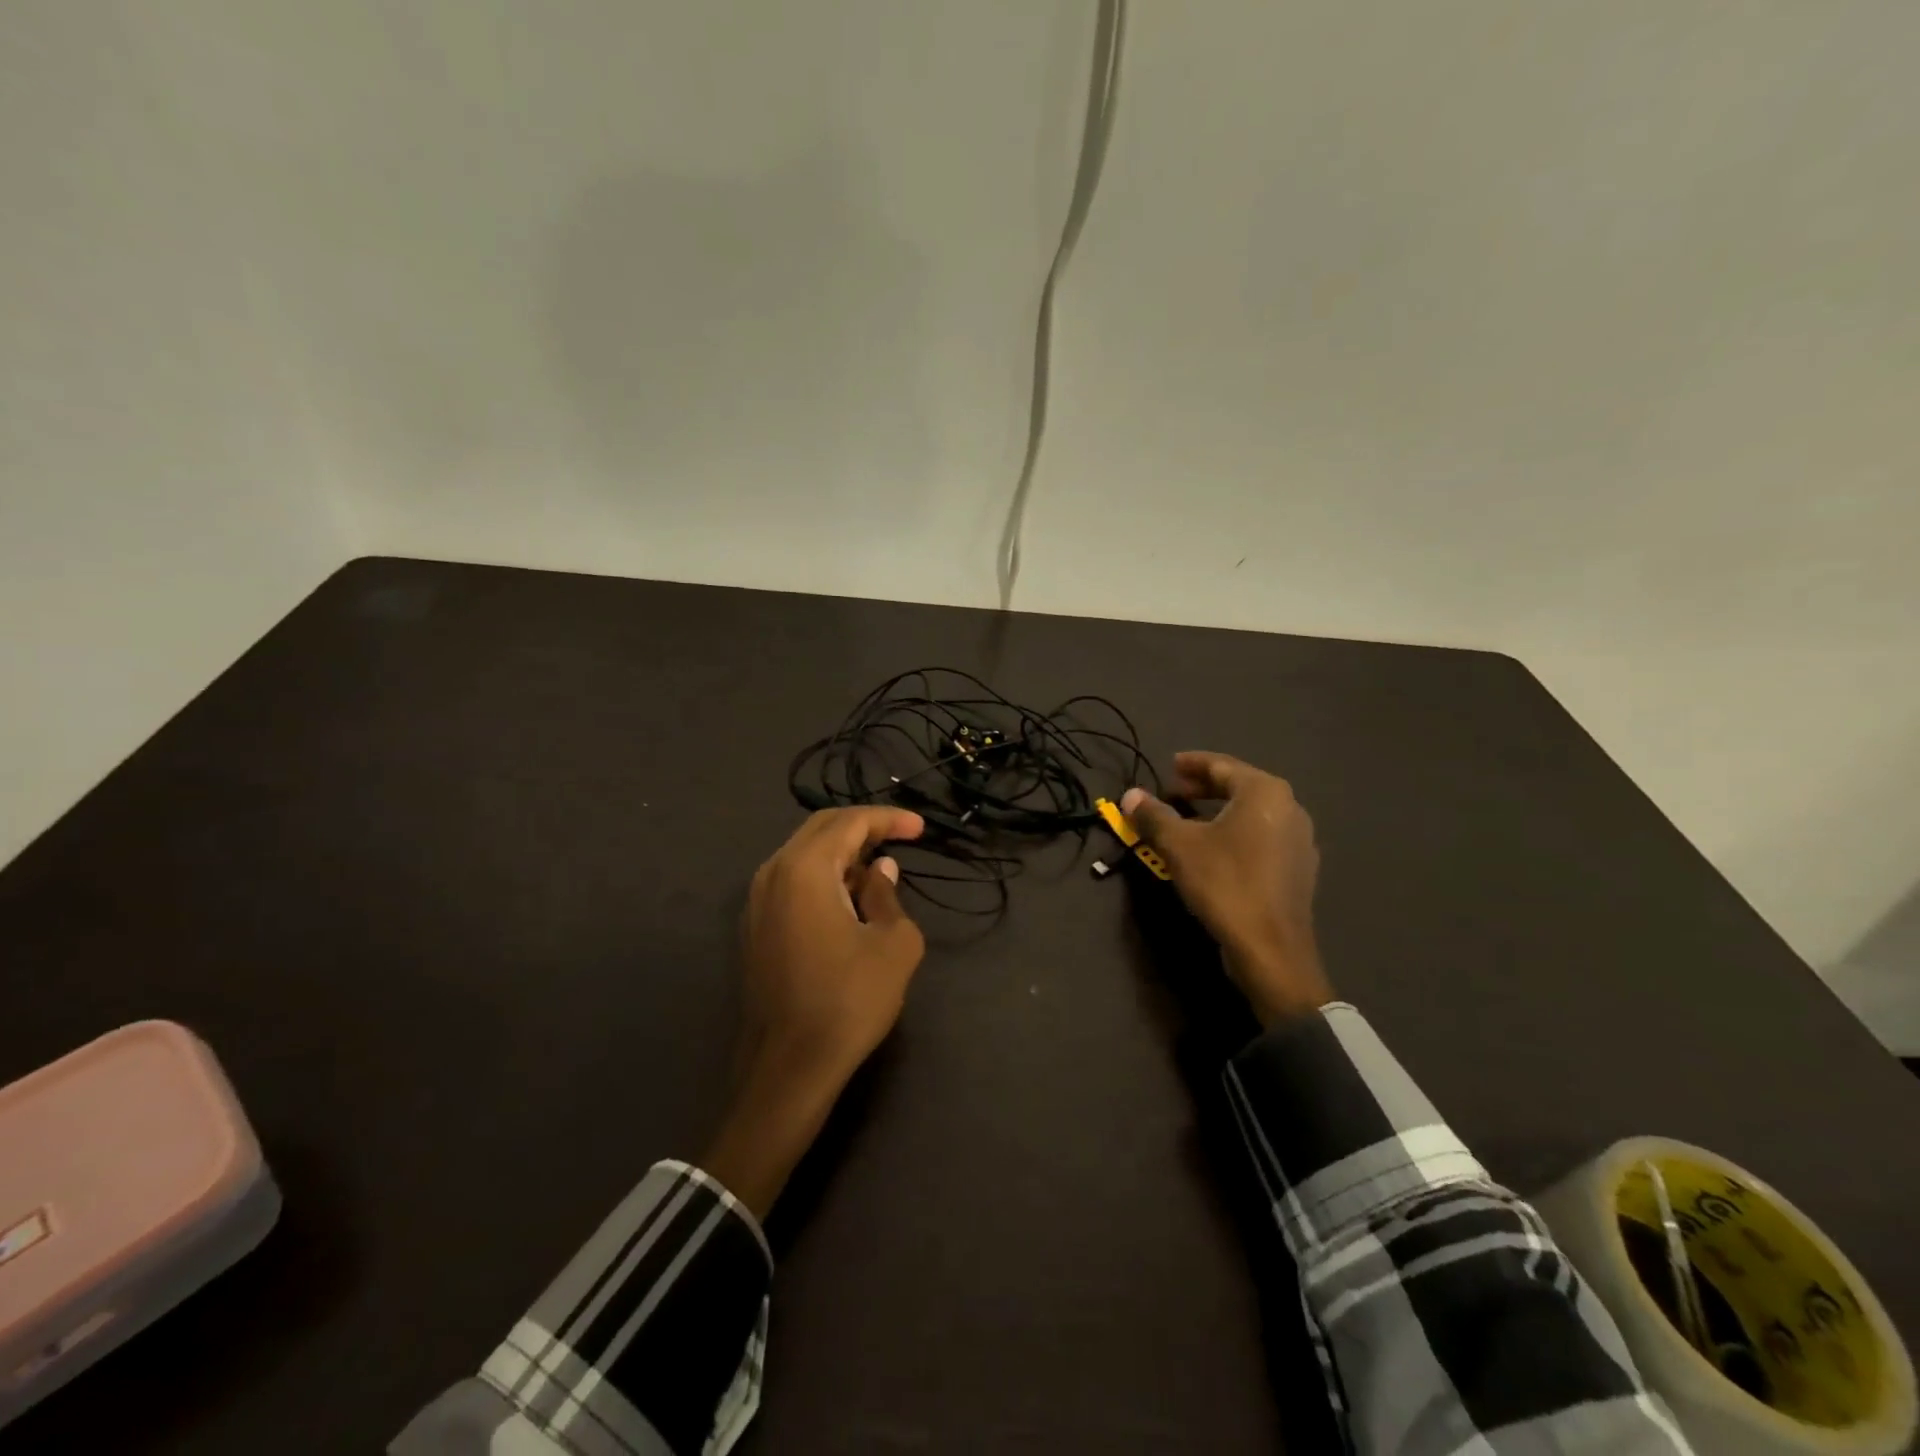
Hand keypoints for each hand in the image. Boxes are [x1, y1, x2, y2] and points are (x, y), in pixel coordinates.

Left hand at [702, 807, 926, 1216]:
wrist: (789, 1067)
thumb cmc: (849, 1000)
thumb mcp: (893, 944)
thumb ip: (888, 895)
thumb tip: (879, 871)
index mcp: (804, 869)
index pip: (849, 822)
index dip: (888, 819)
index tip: (920, 827)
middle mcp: (773, 873)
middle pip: (821, 830)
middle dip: (863, 827)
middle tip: (901, 837)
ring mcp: (757, 901)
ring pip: (803, 855)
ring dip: (842, 853)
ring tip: (879, 869)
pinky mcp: (754, 927)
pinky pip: (791, 881)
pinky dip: (822, 876)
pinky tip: (848, 898)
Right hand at [1122, 752, 1333, 1027]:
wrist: (1271, 949)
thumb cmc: (1224, 884)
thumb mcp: (1179, 846)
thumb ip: (1153, 815)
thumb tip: (1130, 795)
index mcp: (1264, 792)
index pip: (1222, 765)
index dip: (1192, 764)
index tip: (1169, 766)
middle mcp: (1289, 807)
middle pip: (1240, 786)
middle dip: (1204, 787)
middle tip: (1174, 791)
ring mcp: (1299, 840)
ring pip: (1252, 813)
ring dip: (1218, 811)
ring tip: (1189, 820)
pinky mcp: (1299, 868)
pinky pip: (1262, 837)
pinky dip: (1236, 833)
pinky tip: (1215, 850)